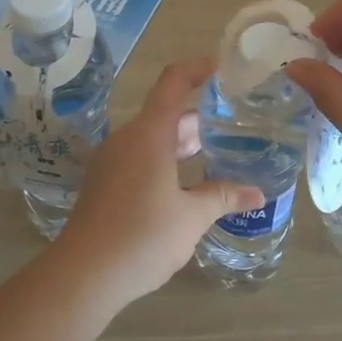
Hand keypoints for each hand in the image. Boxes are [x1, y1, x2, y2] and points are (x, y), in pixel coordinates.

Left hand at [48, 58, 264, 306]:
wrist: (84, 274)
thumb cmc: (142, 236)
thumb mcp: (191, 217)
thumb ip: (223, 197)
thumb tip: (257, 193)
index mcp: (149, 134)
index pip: (173, 82)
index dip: (198, 68)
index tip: (222, 66)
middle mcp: (127, 139)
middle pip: (166, 113)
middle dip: (200, 117)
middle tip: (235, 123)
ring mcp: (111, 160)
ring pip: (152, 138)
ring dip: (182, 142)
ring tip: (217, 152)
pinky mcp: (103, 182)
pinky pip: (139, 157)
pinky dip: (165, 159)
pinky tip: (185, 184)